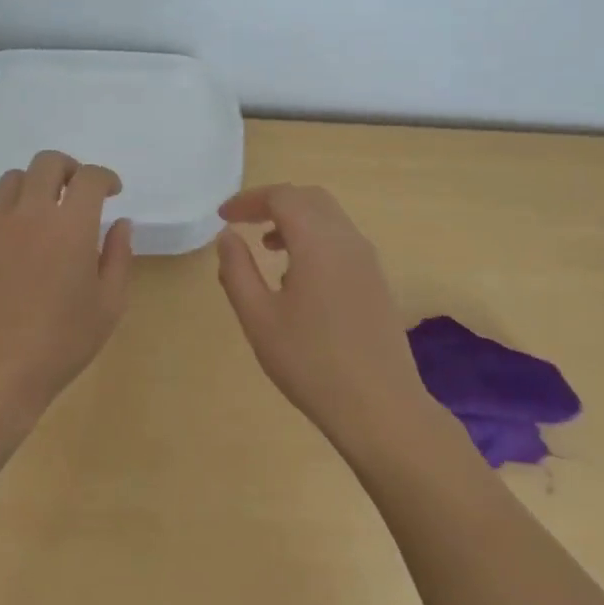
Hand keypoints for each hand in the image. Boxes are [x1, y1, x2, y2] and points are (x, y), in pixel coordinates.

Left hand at [0, 150, 133, 418]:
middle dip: (70, 169)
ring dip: (36, 184)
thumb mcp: (108, 306)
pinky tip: (16, 234)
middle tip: (80, 193)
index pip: (90, 178)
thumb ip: (119, 257)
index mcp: (71, 226)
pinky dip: (7, 207)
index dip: (106, 178)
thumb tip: (120, 223)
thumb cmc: (60, 344)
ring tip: (46, 210)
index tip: (113, 192)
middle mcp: (31, 213)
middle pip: (48, 162)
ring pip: (13, 177)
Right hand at [215, 184, 422, 442]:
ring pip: (329, 218)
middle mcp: (348, 240)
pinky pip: (342, 240)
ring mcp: (368, 260)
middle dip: (273, 202)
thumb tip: (226, 236)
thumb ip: (237, 270)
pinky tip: (298, 276)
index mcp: (318, 242)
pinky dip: (315, 238)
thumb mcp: (259, 318)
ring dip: (296, 220)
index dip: (248, 200)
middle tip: (243, 222)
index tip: (223, 217)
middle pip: (310, 198)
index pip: (282, 197)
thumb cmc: (310, 362)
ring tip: (267, 247)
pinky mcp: (377, 281)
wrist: (380, 407)